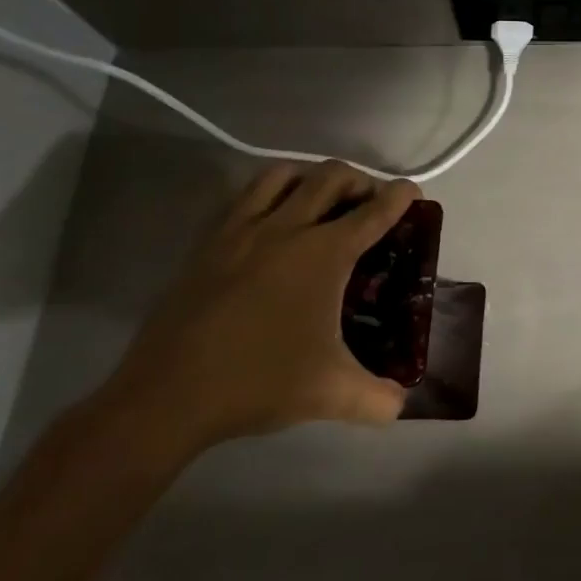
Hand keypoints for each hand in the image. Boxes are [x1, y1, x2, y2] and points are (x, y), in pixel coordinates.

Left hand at [103, 162, 415, 455]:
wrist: (168, 395)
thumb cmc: (259, 382)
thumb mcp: (331, 394)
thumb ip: (377, 399)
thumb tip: (401, 405)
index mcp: (325, 254)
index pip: (374, 212)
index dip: (399, 197)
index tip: (412, 192)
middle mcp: (288, 228)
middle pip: (331, 177)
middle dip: (360, 180)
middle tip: (369, 203)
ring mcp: (243, 231)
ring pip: (283, 175)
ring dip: (311, 177)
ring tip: (321, 199)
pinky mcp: (210, 243)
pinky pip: (245, 197)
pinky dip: (270, 193)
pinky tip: (272, 220)